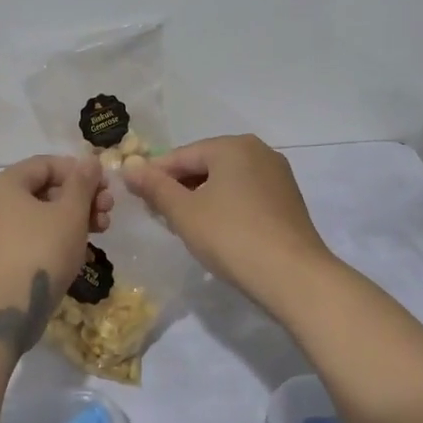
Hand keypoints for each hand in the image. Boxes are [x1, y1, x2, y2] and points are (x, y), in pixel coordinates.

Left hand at [0, 155, 112, 352]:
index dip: (79, 171)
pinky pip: (26, 237)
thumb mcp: (70, 213)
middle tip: (107, 212)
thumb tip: (89, 161)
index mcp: (4, 184)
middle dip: (80, 198)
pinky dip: (52, 237)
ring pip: (36, 216)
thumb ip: (83, 183)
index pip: (45, 164)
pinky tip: (77, 251)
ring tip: (101, 232)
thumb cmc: (41, 251)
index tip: (105, 187)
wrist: (6, 310)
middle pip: (42, 190)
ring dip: (71, 219)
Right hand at [123, 136, 332, 304]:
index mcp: (232, 146)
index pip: (181, 155)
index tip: (135, 197)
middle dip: (179, 186)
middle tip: (158, 213)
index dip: (154, 175)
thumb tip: (129, 167)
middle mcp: (259, 151)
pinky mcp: (288, 201)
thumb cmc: (231, 236)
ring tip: (183, 224)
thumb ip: (155, 187)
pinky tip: (216, 230)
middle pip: (206, 164)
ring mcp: (278, 176)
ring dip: (202, 197)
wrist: (293, 276)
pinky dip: (226, 206)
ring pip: (226, 180)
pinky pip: (246, 194)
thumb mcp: (184, 212)